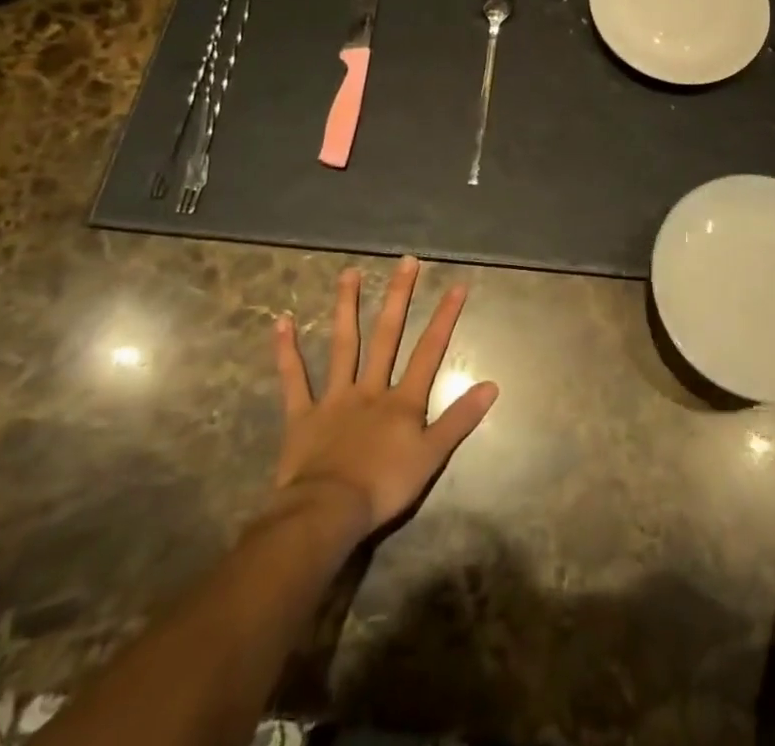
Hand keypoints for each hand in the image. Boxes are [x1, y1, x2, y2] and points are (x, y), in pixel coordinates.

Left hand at [272, 256, 498, 534]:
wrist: (328, 512)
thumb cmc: (384, 487)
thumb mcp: (431, 457)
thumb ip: (460, 419)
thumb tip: (492, 385)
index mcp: (402, 400)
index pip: (429, 351)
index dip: (444, 317)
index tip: (456, 284)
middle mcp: (370, 388)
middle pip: (386, 335)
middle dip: (398, 297)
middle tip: (405, 261)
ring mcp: (335, 397)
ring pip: (343, 345)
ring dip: (346, 308)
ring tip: (349, 273)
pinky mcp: (303, 414)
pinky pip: (294, 379)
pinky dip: (287, 351)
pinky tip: (282, 321)